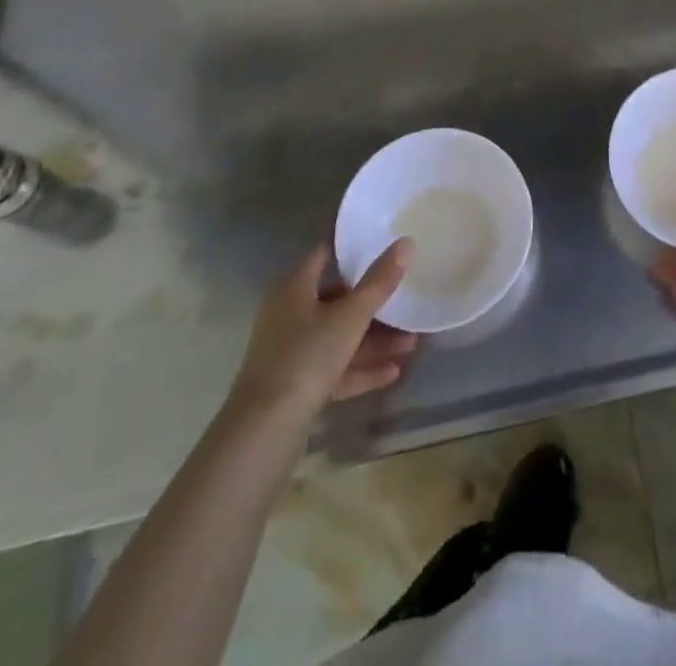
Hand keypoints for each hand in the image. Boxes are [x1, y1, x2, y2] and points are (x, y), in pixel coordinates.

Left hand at [227, 240, 417, 423]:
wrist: (263, 431)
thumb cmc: (306, 357)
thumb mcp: (350, 316)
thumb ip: (379, 282)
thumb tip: (406, 243)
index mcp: (294, 289)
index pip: (324, 254)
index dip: (352, 248)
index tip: (384, 243)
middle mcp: (289, 315)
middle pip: (337, 300)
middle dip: (374, 305)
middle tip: (406, 301)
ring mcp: (291, 352)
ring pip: (338, 337)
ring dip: (374, 341)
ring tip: (412, 343)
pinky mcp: (295, 386)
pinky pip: (334, 369)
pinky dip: (361, 369)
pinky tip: (393, 372)